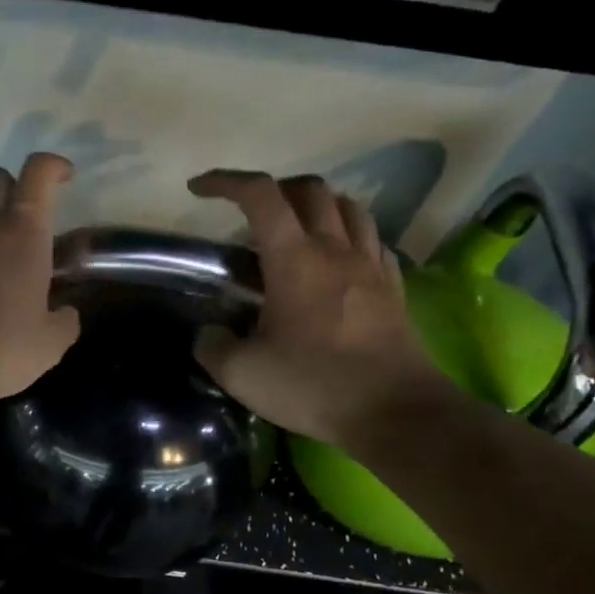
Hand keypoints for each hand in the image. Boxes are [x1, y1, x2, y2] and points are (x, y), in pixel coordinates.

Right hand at [188, 169, 449, 444]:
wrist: (396, 412)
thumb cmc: (314, 385)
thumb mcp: (243, 374)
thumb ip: (213, 346)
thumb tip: (208, 333)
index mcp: (294, 258)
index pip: (259, 195)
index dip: (225, 181)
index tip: (199, 190)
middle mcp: (335, 249)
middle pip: (309, 189)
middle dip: (274, 189)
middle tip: (251, 215)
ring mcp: (371, 265)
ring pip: (348, 207)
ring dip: (317, 205)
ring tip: (297, 229)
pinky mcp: (394, 287)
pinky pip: (373, 241)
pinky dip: (350, 236)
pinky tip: (339, 260)